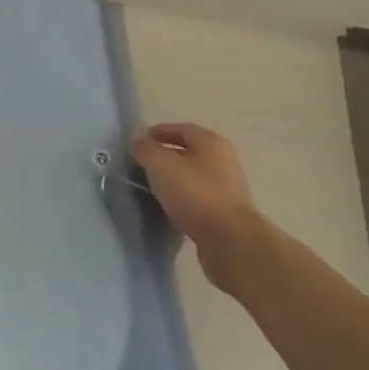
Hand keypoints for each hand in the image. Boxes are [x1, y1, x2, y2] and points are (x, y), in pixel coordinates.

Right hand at [131, 123, 271, 291]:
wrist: (230, 241)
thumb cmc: (195, 194)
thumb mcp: (161, 166)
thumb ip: (146, 150)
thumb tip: (138, 141)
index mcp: (212, 143)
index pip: (181, 128)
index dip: (158, 132)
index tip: (138, 142)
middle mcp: (224, 161)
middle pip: (190, 152)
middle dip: (166, 156)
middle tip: (142, 165)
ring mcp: (228, 189)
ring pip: (194, 177)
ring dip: (174, 180)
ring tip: (152, 189)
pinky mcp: (226, 214)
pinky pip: (199, 200)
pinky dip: (183, 200)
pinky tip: (169, 209)